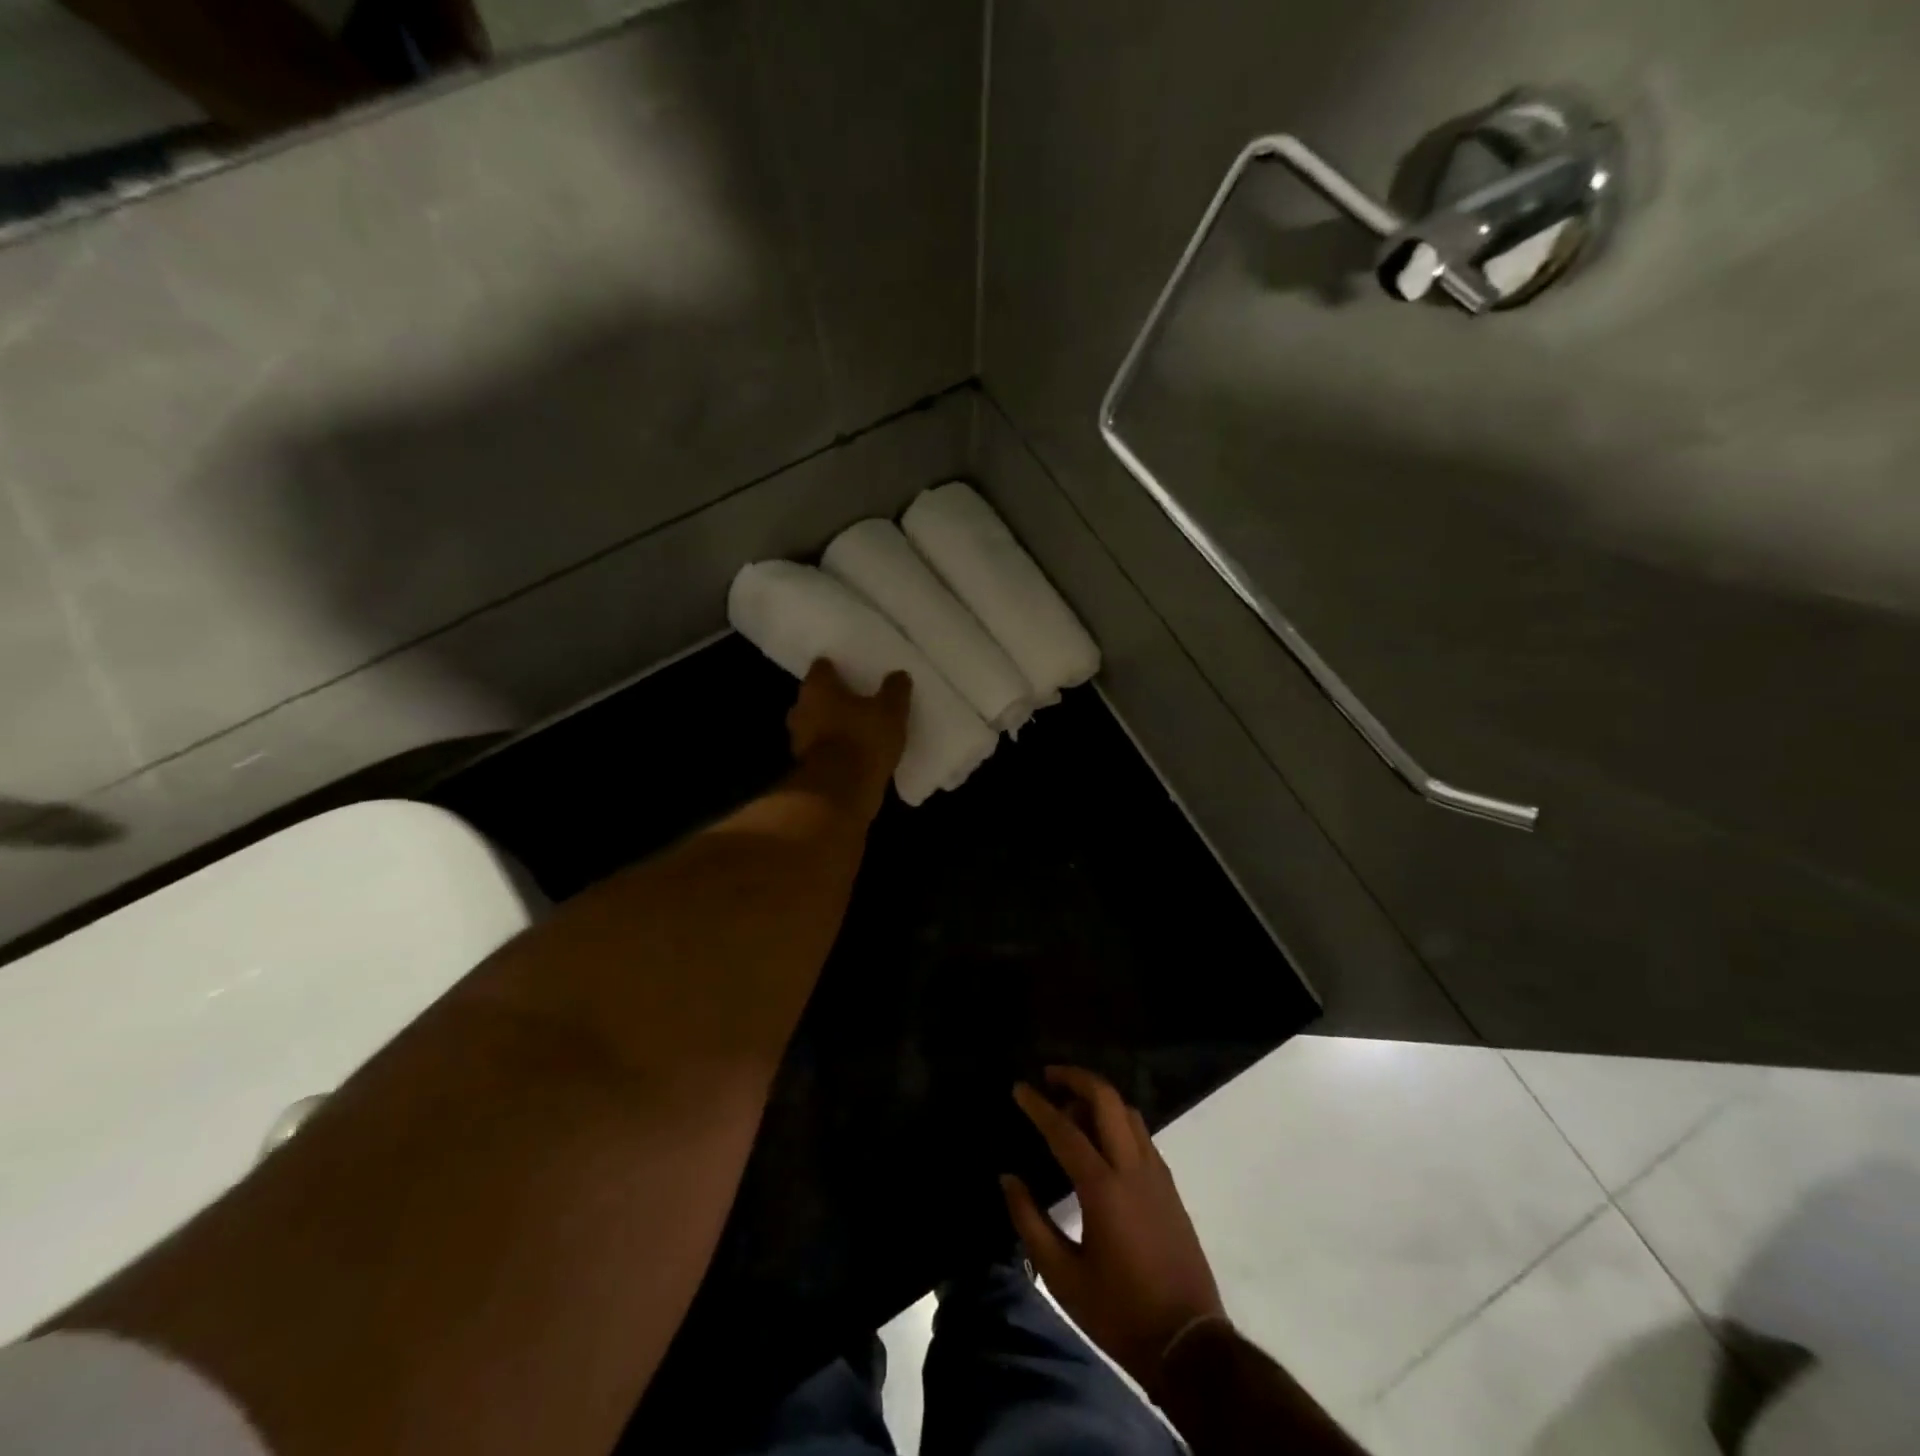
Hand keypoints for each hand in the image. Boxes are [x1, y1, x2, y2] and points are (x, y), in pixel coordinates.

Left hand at [786, 659, 911, 817]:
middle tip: (853, 699)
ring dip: (830, 726)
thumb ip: (895, 690)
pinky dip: (833, 750)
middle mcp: (801, 710)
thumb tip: (899, 675)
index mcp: (817, 689)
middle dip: (831, 698)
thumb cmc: (862, 740)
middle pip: (815, 697)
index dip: (835, 668)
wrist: (840, 794)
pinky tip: (852, 753)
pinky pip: (821, 750)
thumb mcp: (890, 711)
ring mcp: (799, 741)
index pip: (821, 667)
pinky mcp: (806, 767)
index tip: (850, 670)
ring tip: (855, 727)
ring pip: (815, 724)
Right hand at [1003, 1067, 1225, 1399]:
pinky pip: (1140, 1133)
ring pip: (1127, 1112)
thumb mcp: (1063, 1277)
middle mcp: (1133, 1168)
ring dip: (1098, 1097)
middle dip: (1076, 1078)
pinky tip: (1099, 1139)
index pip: (1065, 1130)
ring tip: (1070, 1107)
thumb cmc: (1119, 1312)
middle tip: (1048, 1077)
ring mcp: (1157, 1173)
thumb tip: (1008, 1179)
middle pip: (1107, 1099)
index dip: (1038, 1106)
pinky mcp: (1169, 1185)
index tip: (1019, 1088)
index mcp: (1104, 1189)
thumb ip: (1030, 1222)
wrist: (1188, 1344)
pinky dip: (1116, 1119)